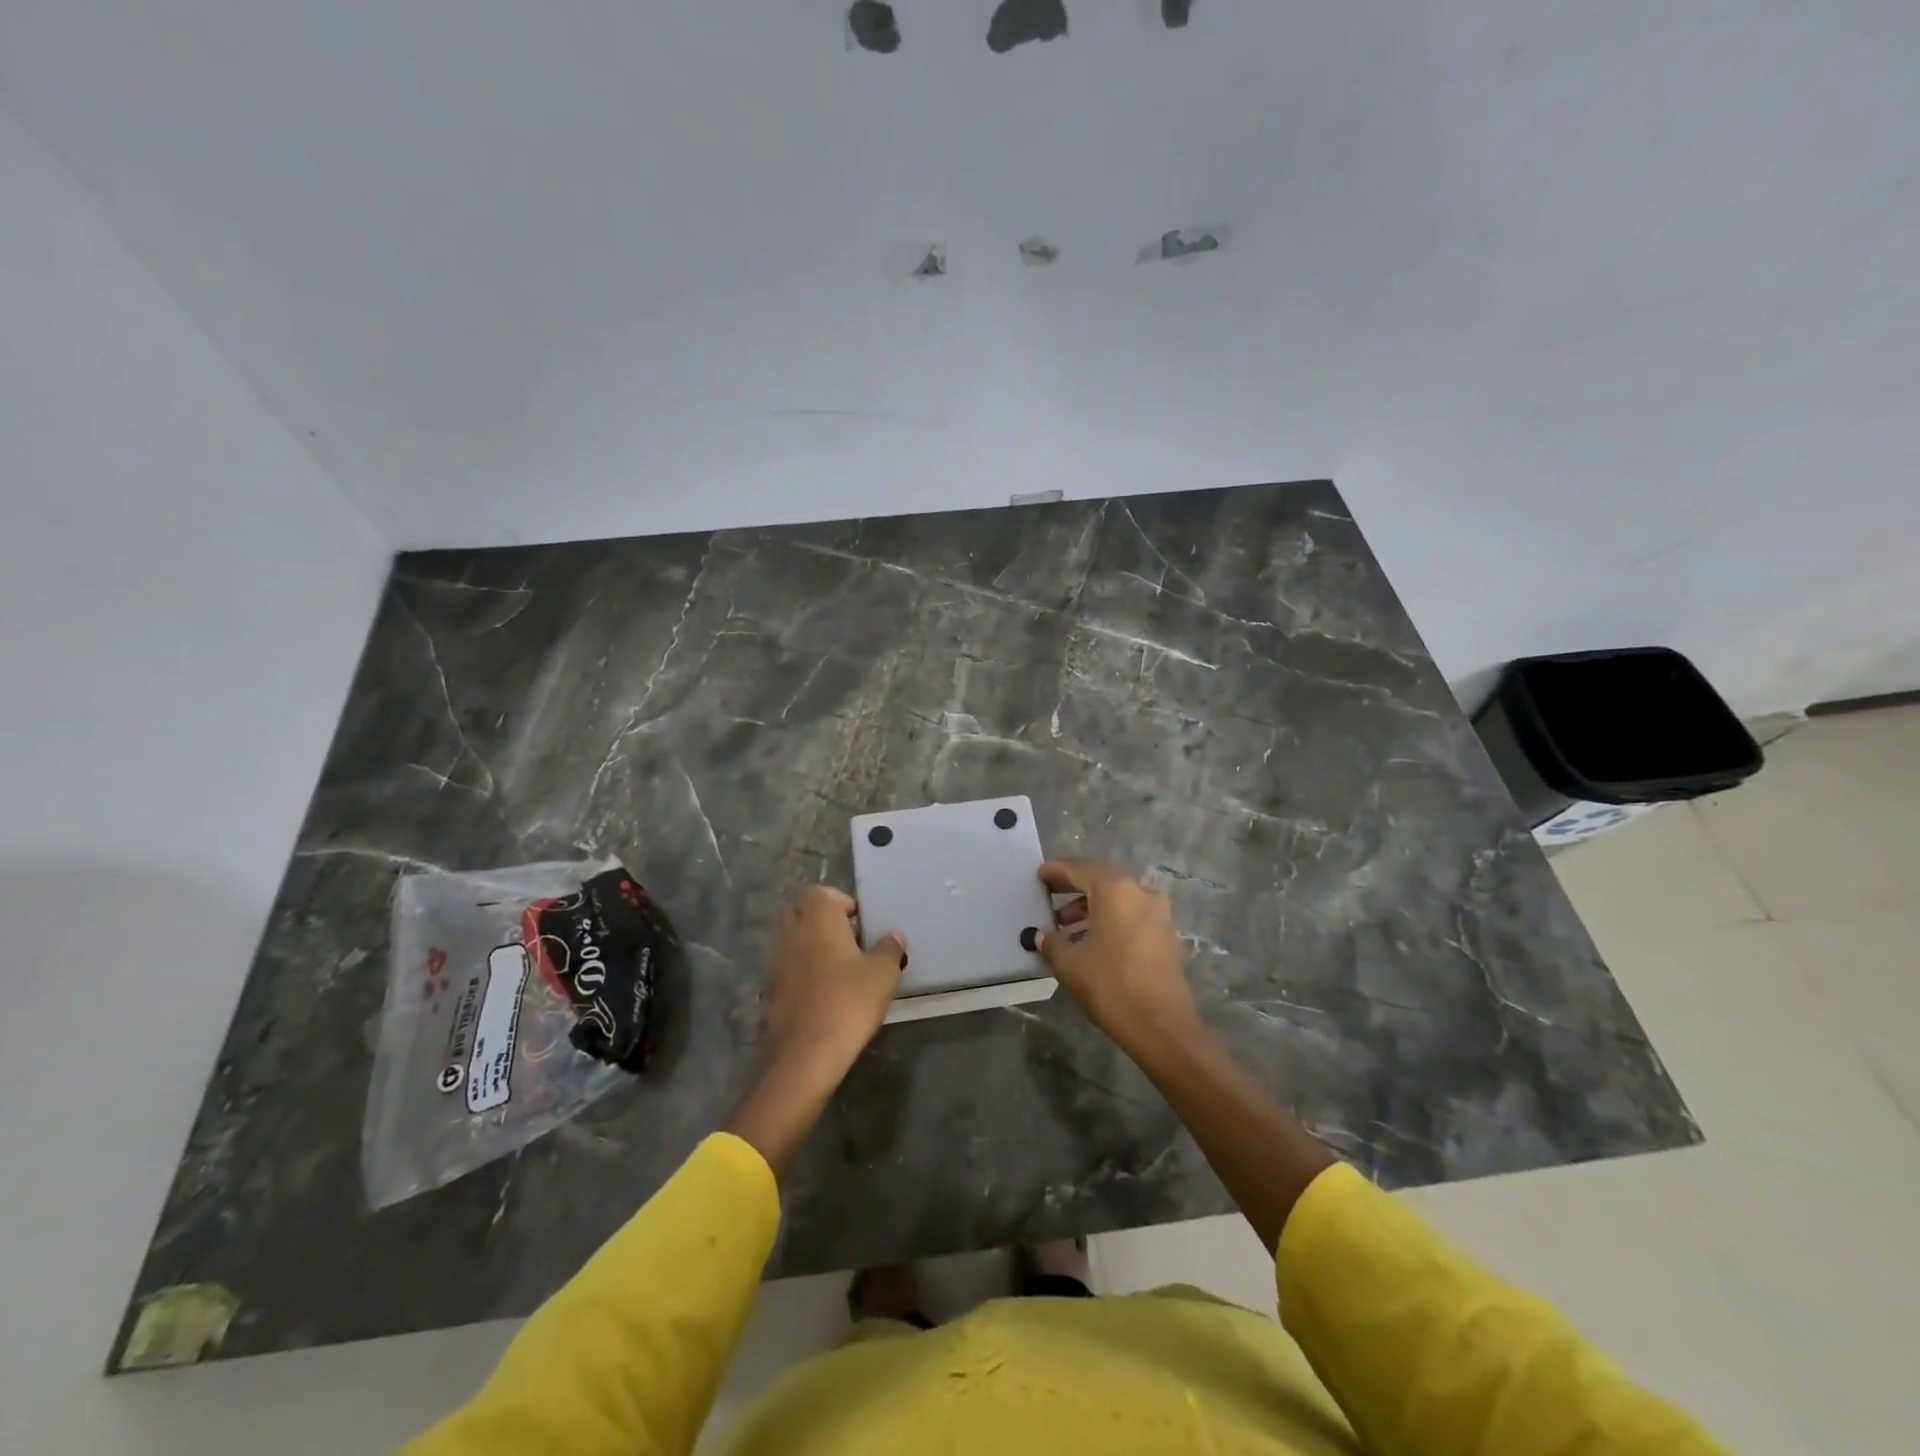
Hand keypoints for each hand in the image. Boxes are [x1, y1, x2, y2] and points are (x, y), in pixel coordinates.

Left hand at [728, 885, 905, 1180]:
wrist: (806, 1055)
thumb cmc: (848, 1002)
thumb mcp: (882, 974)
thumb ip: (889, 949)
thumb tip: (894, 935)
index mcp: (817, 919)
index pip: (820, 892)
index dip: (841, 901)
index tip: (860, 922)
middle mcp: (792, 933)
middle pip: (801, 911)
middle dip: (823, 920)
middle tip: (851, 939)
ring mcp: (777, 962)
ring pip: (793, 939)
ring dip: (812, 945)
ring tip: (841, 967)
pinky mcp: (771, 990)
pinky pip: (788, 967)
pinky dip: (803, 970)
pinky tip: (825, 992)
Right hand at [1036, 860, 1200, 1055]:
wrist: (1161, 1026)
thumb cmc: (1110, 985)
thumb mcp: (1069, 963)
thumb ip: (1052, 942)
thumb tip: (1042, 934)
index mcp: (1116, 889)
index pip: (1079, 870)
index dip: (1057, 871)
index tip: (1040, 876)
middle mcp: (1140, 892)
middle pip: (1101, 881)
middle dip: (1074, 888)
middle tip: (1049, 896)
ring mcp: (1158, 913)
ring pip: (1118, 900)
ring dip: (1091, 907)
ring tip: (1065, 928)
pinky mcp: (1166, 935)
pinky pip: (1131, 916)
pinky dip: (1110, 920)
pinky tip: (1091, 942)